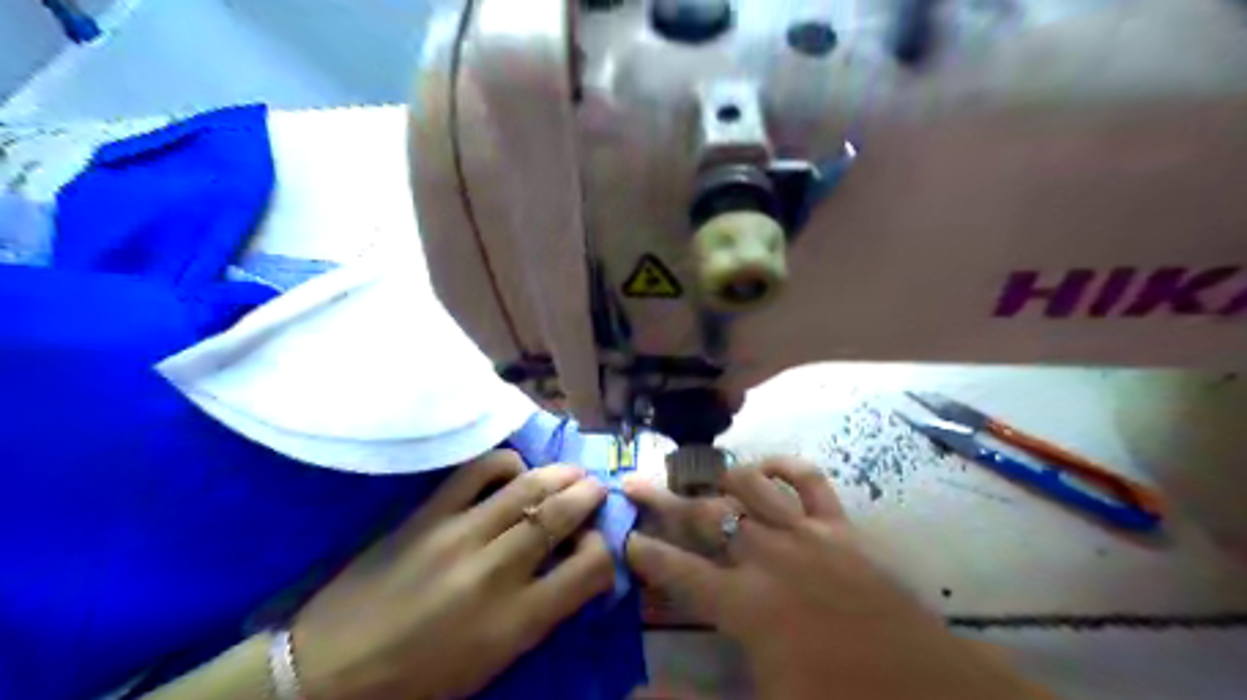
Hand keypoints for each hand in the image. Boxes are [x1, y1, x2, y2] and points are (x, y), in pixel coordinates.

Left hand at [292, 450, 612, 697]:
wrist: (331, 671)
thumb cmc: (421, 679)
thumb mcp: (495, 660)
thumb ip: (540, 612)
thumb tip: (568, 567)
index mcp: (518, 619)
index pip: (590, 567)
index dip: (604, 551)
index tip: (595, 546)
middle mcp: (497, 570)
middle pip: (562, 515)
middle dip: (589, 496)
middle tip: (596, 489)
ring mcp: (460, 535)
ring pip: (528, 486)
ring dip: (559, 473)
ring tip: (570, 472)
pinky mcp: (428, 514)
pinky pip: (477, 470)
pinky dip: (505, 462)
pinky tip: (513, 469)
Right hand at [622, 458, 1042, 699]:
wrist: (929, 693)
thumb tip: (635, 693)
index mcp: (746, 605)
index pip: (678, 571)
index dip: (646, 553)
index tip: (624, 538)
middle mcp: (767, 557)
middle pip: (704, 515)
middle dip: (663, 499)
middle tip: (635, 482)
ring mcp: (806, 535)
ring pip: (749, 485)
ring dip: (716, 475)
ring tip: (693, 470)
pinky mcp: (840, 528)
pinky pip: (809, 481)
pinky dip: (783, 467)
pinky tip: (765, 466)